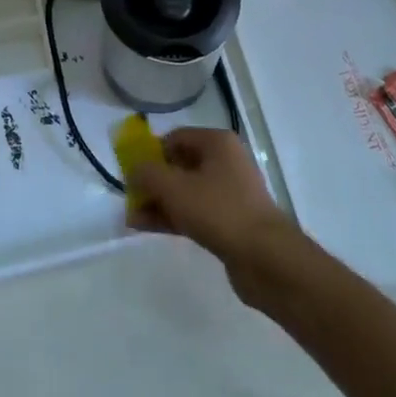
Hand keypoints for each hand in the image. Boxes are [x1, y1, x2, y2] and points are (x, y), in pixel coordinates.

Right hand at [127, 127, 305, 297]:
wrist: (266, 258)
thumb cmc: (219, 210)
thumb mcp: (174, 187)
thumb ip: (147, 174)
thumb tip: (133, 169)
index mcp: (217, 143)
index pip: (175, 138)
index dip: (150, 152)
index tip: (131, 171)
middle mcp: (225, 162)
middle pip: (179, 165)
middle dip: (152, 181)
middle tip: (130, 197)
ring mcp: (228, 193)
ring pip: (185, 191)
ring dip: (158, 202)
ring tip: (132, 218)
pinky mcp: (229, 221)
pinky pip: (194, 212)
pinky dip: (172, 217)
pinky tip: (147, 227)